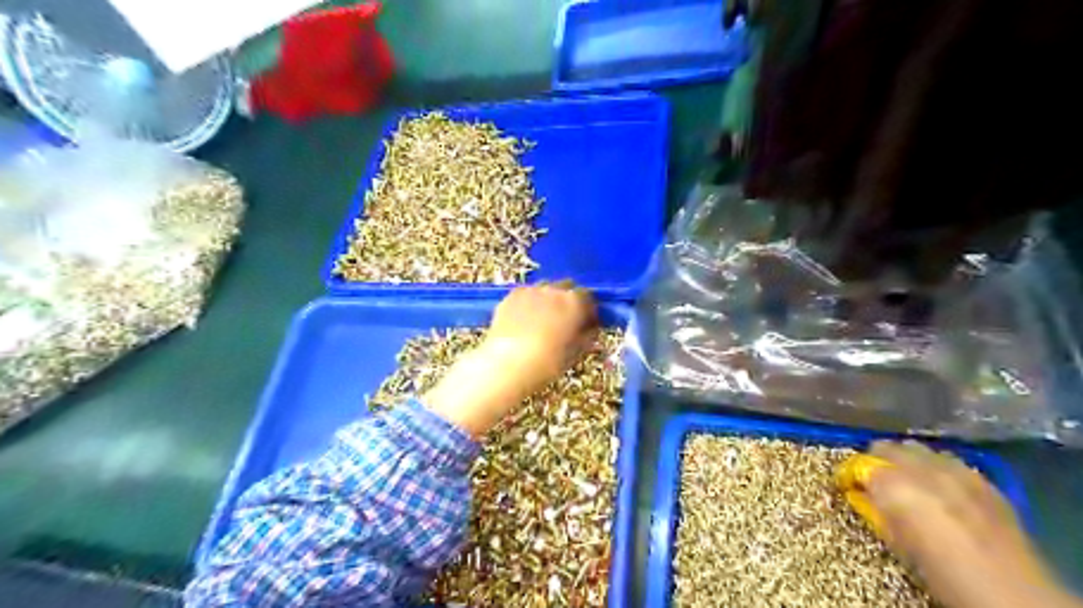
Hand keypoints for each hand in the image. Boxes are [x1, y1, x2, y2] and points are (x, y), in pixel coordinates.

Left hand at [421, 282, 595, 438]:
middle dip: (568, 300)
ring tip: (543, 320)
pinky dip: (530, 303)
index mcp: (575, 303)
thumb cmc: (546, 363)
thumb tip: (590, 330)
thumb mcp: (574, 354)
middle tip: (565, 320)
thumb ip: (586, 337)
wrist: (507, 364)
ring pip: (545, 288)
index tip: (586, 322)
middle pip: (567, 287)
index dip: (588, 310)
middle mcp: (555, 290)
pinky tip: (524, 320)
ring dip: (548, 299)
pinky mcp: (511, 295)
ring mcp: (531, 290)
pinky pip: (526, 294)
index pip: (588, 297)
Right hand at [855, 443, 1072, 607]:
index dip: (850, 474)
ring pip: (918, 448)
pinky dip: (938, 469)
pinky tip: (942, 489)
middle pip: (886, 447)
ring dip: (907, 461)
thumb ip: (875, 510)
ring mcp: (954, 469)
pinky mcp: (981, 478)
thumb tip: (861, 494)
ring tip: (908, 482)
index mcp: (893, 484)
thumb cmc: (939, 570)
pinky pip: (949, 461)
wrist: (1010, 589)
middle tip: (875, 482)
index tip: (847, 485)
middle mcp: (921, 467)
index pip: (858, 465)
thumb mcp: (896, 542)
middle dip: (877, 461)